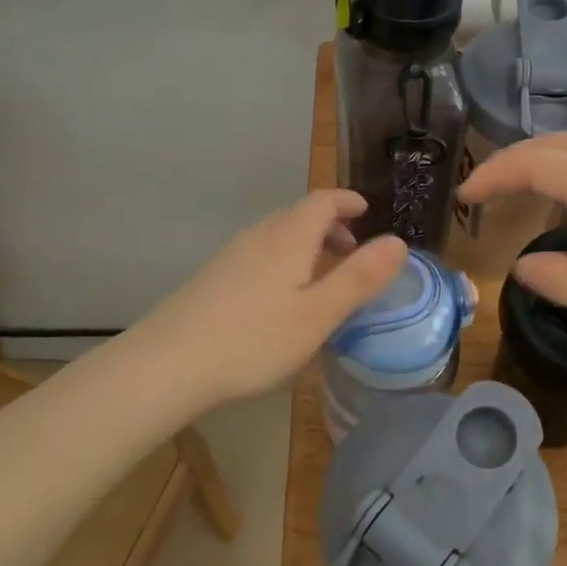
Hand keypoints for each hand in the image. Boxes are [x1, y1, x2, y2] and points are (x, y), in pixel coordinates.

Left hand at [131, 189, 408, 410]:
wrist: (167, 364)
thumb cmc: (254, 339)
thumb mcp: (319, 313)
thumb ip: (360, 277)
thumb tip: (398, 241)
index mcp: (289, 237)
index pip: (323, 201)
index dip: (347, 201)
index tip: (366, 212)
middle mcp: (259, 236)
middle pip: (299, 216)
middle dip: (330, 227)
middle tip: (352, 253)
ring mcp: (231, 257)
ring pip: (277, 237)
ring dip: (306, 247)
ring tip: (321, 279)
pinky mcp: (212, 279)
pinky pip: (259, 256)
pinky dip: (283, 263)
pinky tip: (281, 301)